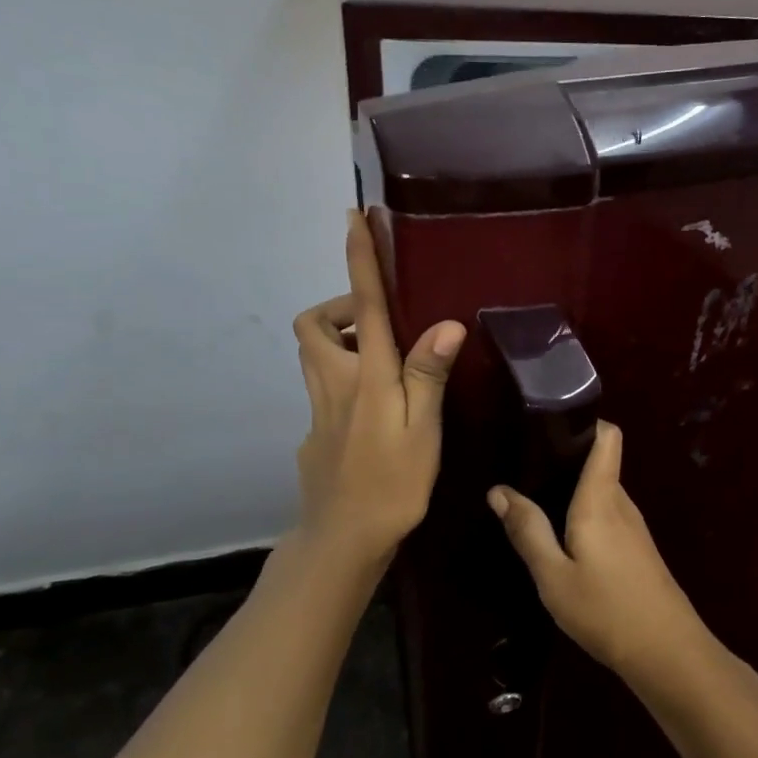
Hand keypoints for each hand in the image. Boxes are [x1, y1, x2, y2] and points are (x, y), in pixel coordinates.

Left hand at [292, 211, 465, 565]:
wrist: (343, 540)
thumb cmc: (392, 484)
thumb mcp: (422, 431)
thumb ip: (428, 375)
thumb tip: (445, 322)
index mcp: (367, 376)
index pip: (361, 304)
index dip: (358, 259)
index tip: (352, 217)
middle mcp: (334, 383)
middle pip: (312, 324)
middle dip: (337, 308)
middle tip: (378, 325)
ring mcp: (318, 409)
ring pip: (312, 355)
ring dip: (338, 341)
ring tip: (383, 362)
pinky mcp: (313, 433)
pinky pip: (322, 389)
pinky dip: (343, 381)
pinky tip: (375, 414)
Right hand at [487, 422, 708, 682]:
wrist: (667, 652)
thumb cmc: (605, 609)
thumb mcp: (553, 575)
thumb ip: (527, 530)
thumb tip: (499, 490)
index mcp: (601, 498)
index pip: (608, 437)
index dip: (586, 421)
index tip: (550, 424)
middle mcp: (622, 502)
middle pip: (599, 462)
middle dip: (566, 458)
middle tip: (525, 467)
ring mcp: (634, 526)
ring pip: (602, 491)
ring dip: (573, 490)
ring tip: (536, 499)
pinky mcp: (638, 548)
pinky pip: (607, 514)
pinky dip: (584, 513)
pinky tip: (562, 536)